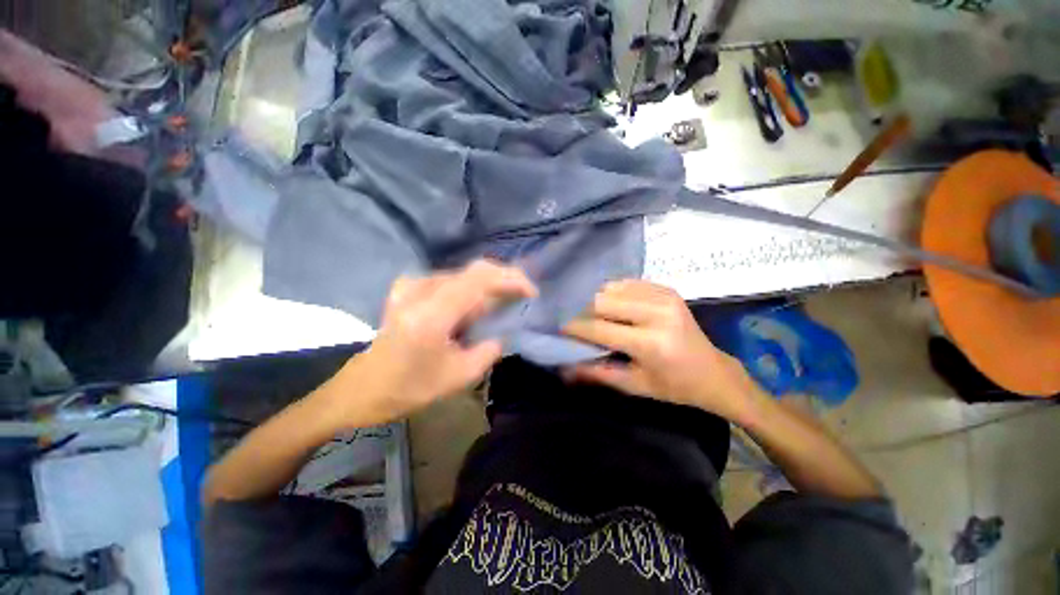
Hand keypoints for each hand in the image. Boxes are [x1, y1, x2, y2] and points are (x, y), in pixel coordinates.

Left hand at [322, 260, 536, 427]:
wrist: (363, 387)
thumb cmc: (410, 388)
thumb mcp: (460, 376)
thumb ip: (490, 349)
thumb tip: (502, 331)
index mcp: (431, 314)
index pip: (480, 279)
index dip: (511, 279)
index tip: (531, 292)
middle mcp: (420, 290)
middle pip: (474, 270)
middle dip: (504, 280)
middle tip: (521, 296)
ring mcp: (411, 285)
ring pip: (464, 274)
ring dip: (488, 286)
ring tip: (502, 305)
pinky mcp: (408, 287)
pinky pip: (450, 280)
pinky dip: (470, 289)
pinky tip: (476, 306)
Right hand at [563, 280, 760, 421]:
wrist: (714, 372)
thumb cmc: (673, 386)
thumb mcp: (633, 386)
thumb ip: (596, 373)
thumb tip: (564, 368)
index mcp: (651, 343)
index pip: (599, 328)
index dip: (573, 327)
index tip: (557, 327)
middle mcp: (657, 313)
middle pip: (602, 301)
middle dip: (581, 310)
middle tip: (571, 319)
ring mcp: (664, 296)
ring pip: (611, 288)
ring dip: (595, 300)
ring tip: (588, 313)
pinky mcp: (666, 288)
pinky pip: (626, 283)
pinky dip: (611, 293)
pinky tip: (609, 305)